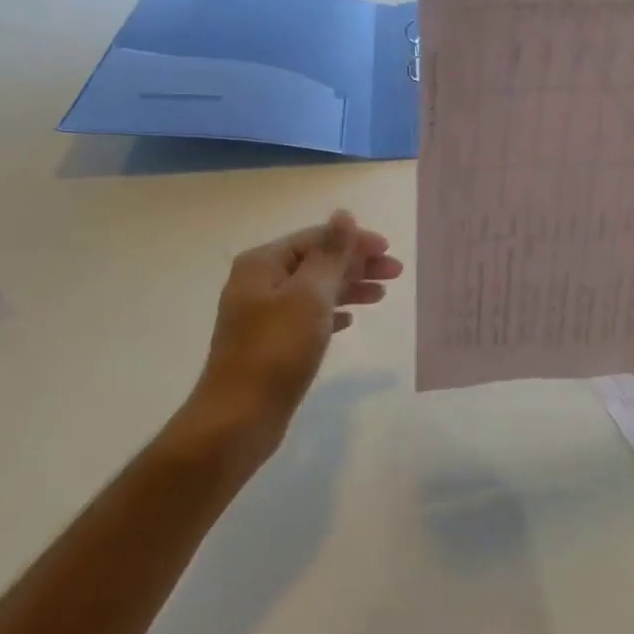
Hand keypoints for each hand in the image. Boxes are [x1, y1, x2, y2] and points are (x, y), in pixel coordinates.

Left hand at [170, 211, 402, 470]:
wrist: (238, 419)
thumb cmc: (276, 351)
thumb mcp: (309, 296)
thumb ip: (330, 254)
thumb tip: (344, 215)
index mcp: (262, 263)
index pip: (316, 238)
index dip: (354, 241)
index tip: (389, 251)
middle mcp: (258, 282)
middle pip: (315, 262)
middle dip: (355, 265)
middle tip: (395, 274)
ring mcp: (261, 314)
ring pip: (313, 290)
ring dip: (347, 288)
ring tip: (380, 296)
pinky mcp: (268, 344)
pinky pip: (306, 317)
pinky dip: (330, 313)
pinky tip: (350, 321)